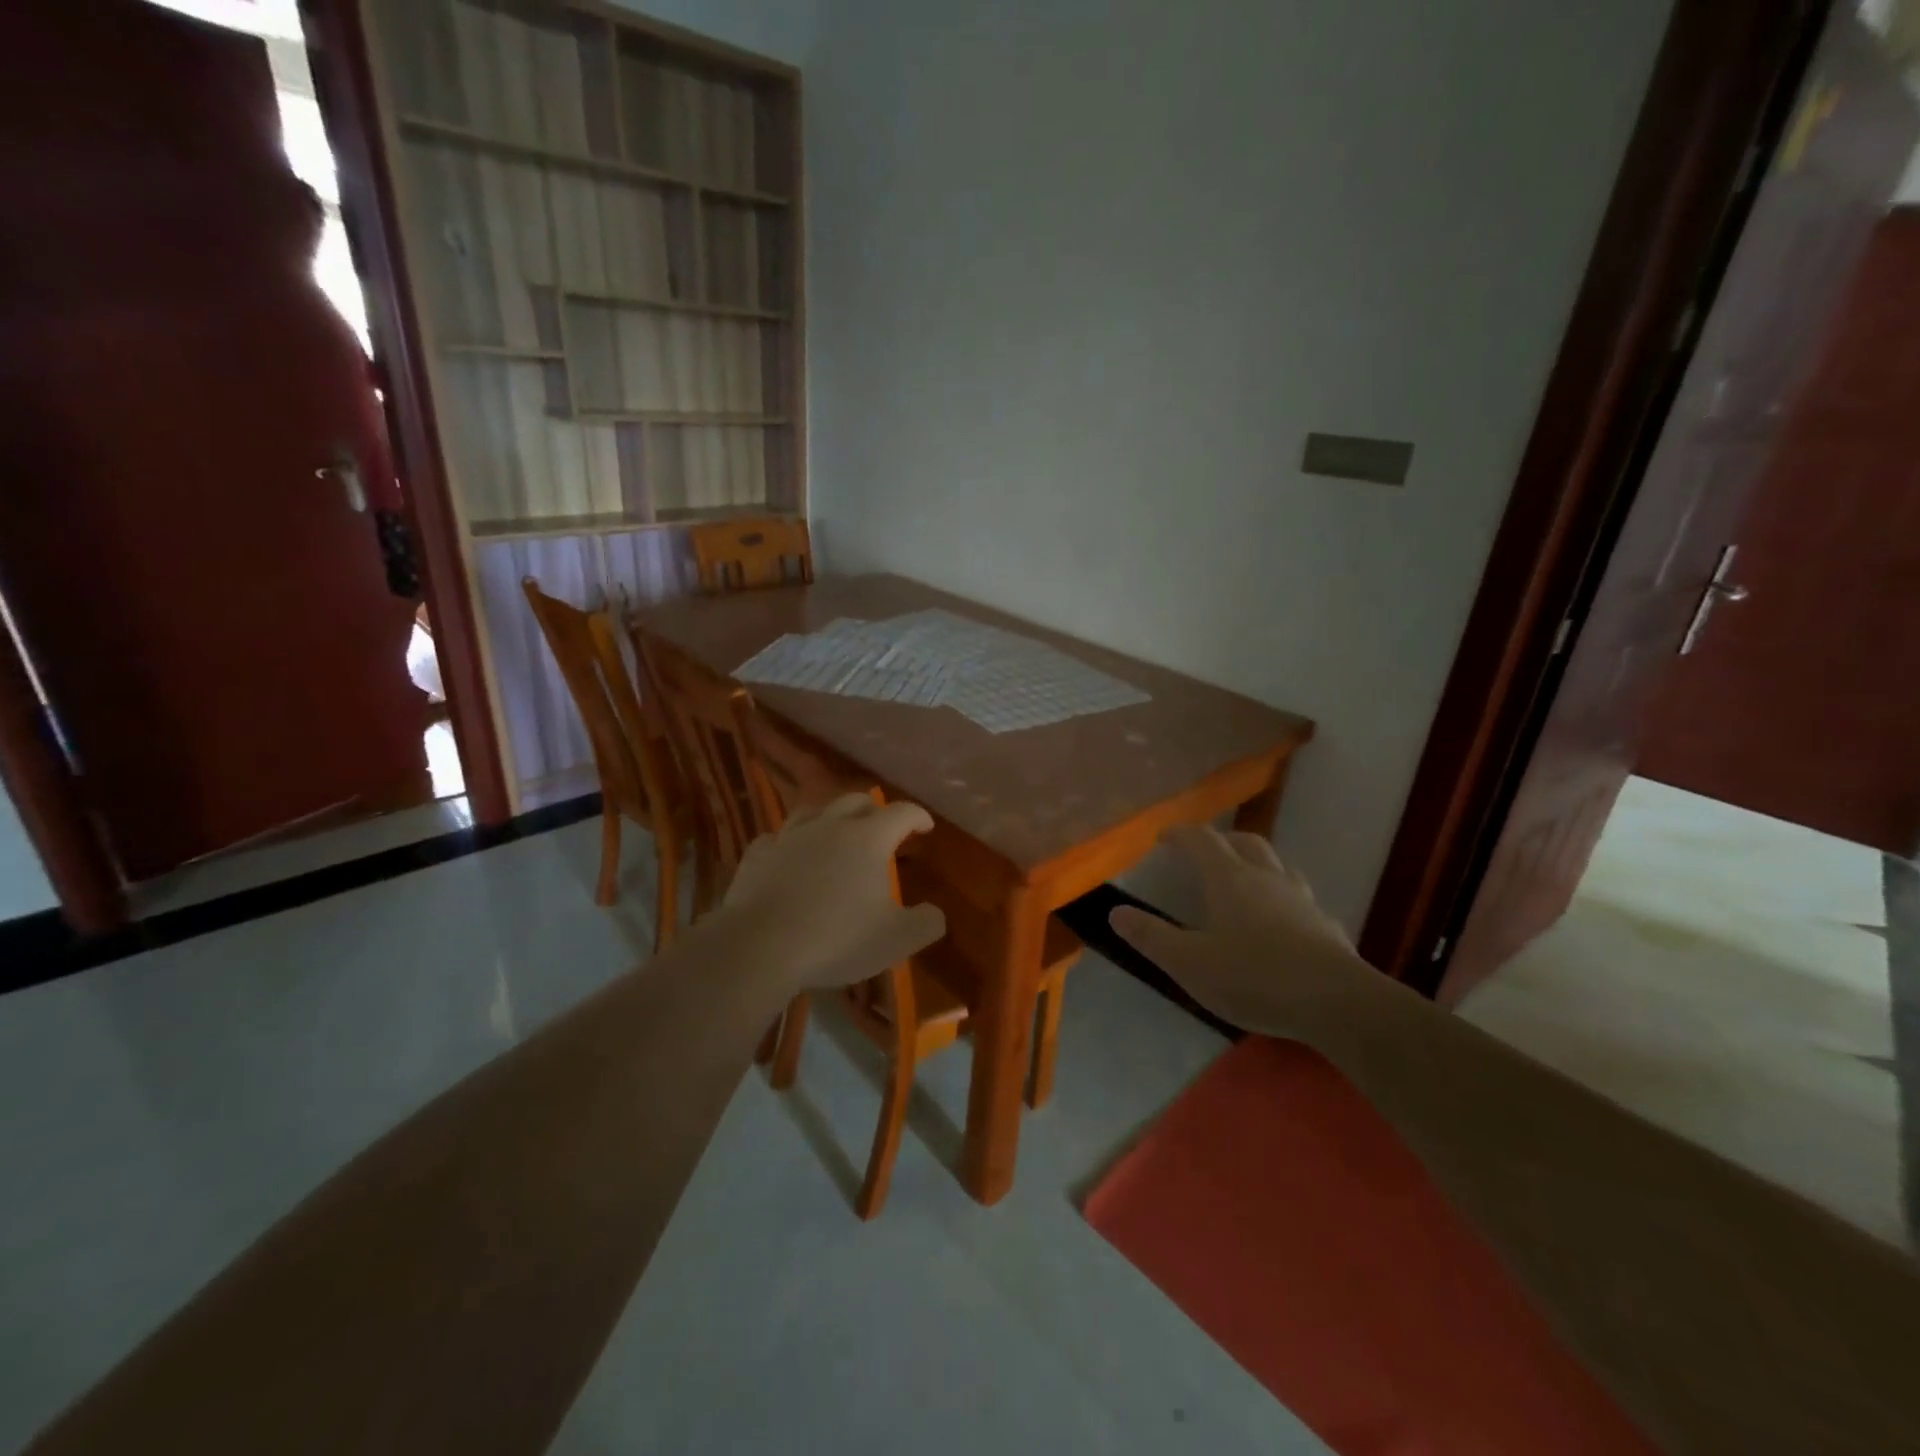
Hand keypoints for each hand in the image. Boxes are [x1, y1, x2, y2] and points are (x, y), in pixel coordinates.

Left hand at [719, 793, 946, 994]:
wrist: (761, 946)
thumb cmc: (838, 938)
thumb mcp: (897, 939)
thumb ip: (926, 923)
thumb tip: (935, 912)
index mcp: (869, 838)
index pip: (902, 812)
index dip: (917, 816)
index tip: (925, 827)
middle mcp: (830, 826)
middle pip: (856, 801)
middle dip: (874, 810)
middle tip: (882, 827)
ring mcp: (789, 837)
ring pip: (813, 811)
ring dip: (830, 817)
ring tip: (834, 831)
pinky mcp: (758, 856)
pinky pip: (775, 839)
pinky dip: (787, 843)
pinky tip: (787, 854)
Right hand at [1109, 825, 1377, 1034]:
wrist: (1337, 1004)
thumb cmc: (1254, 977)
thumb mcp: (1190, 963)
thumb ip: (1151, 937)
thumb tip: (1115, 912)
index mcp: (1230, 879)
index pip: (1202, 839)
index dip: (1181, 833)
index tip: (1164, 837)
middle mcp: (1267, 878)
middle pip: (1245, 842)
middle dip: (1222, 841)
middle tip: (1205, 852)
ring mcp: (1302, 900)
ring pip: (1278, 866)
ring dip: (1258, 864)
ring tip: (1245, 881)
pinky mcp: (1326, 926)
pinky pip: (1301, 900)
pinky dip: (1285, 900)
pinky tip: (1284, 923)